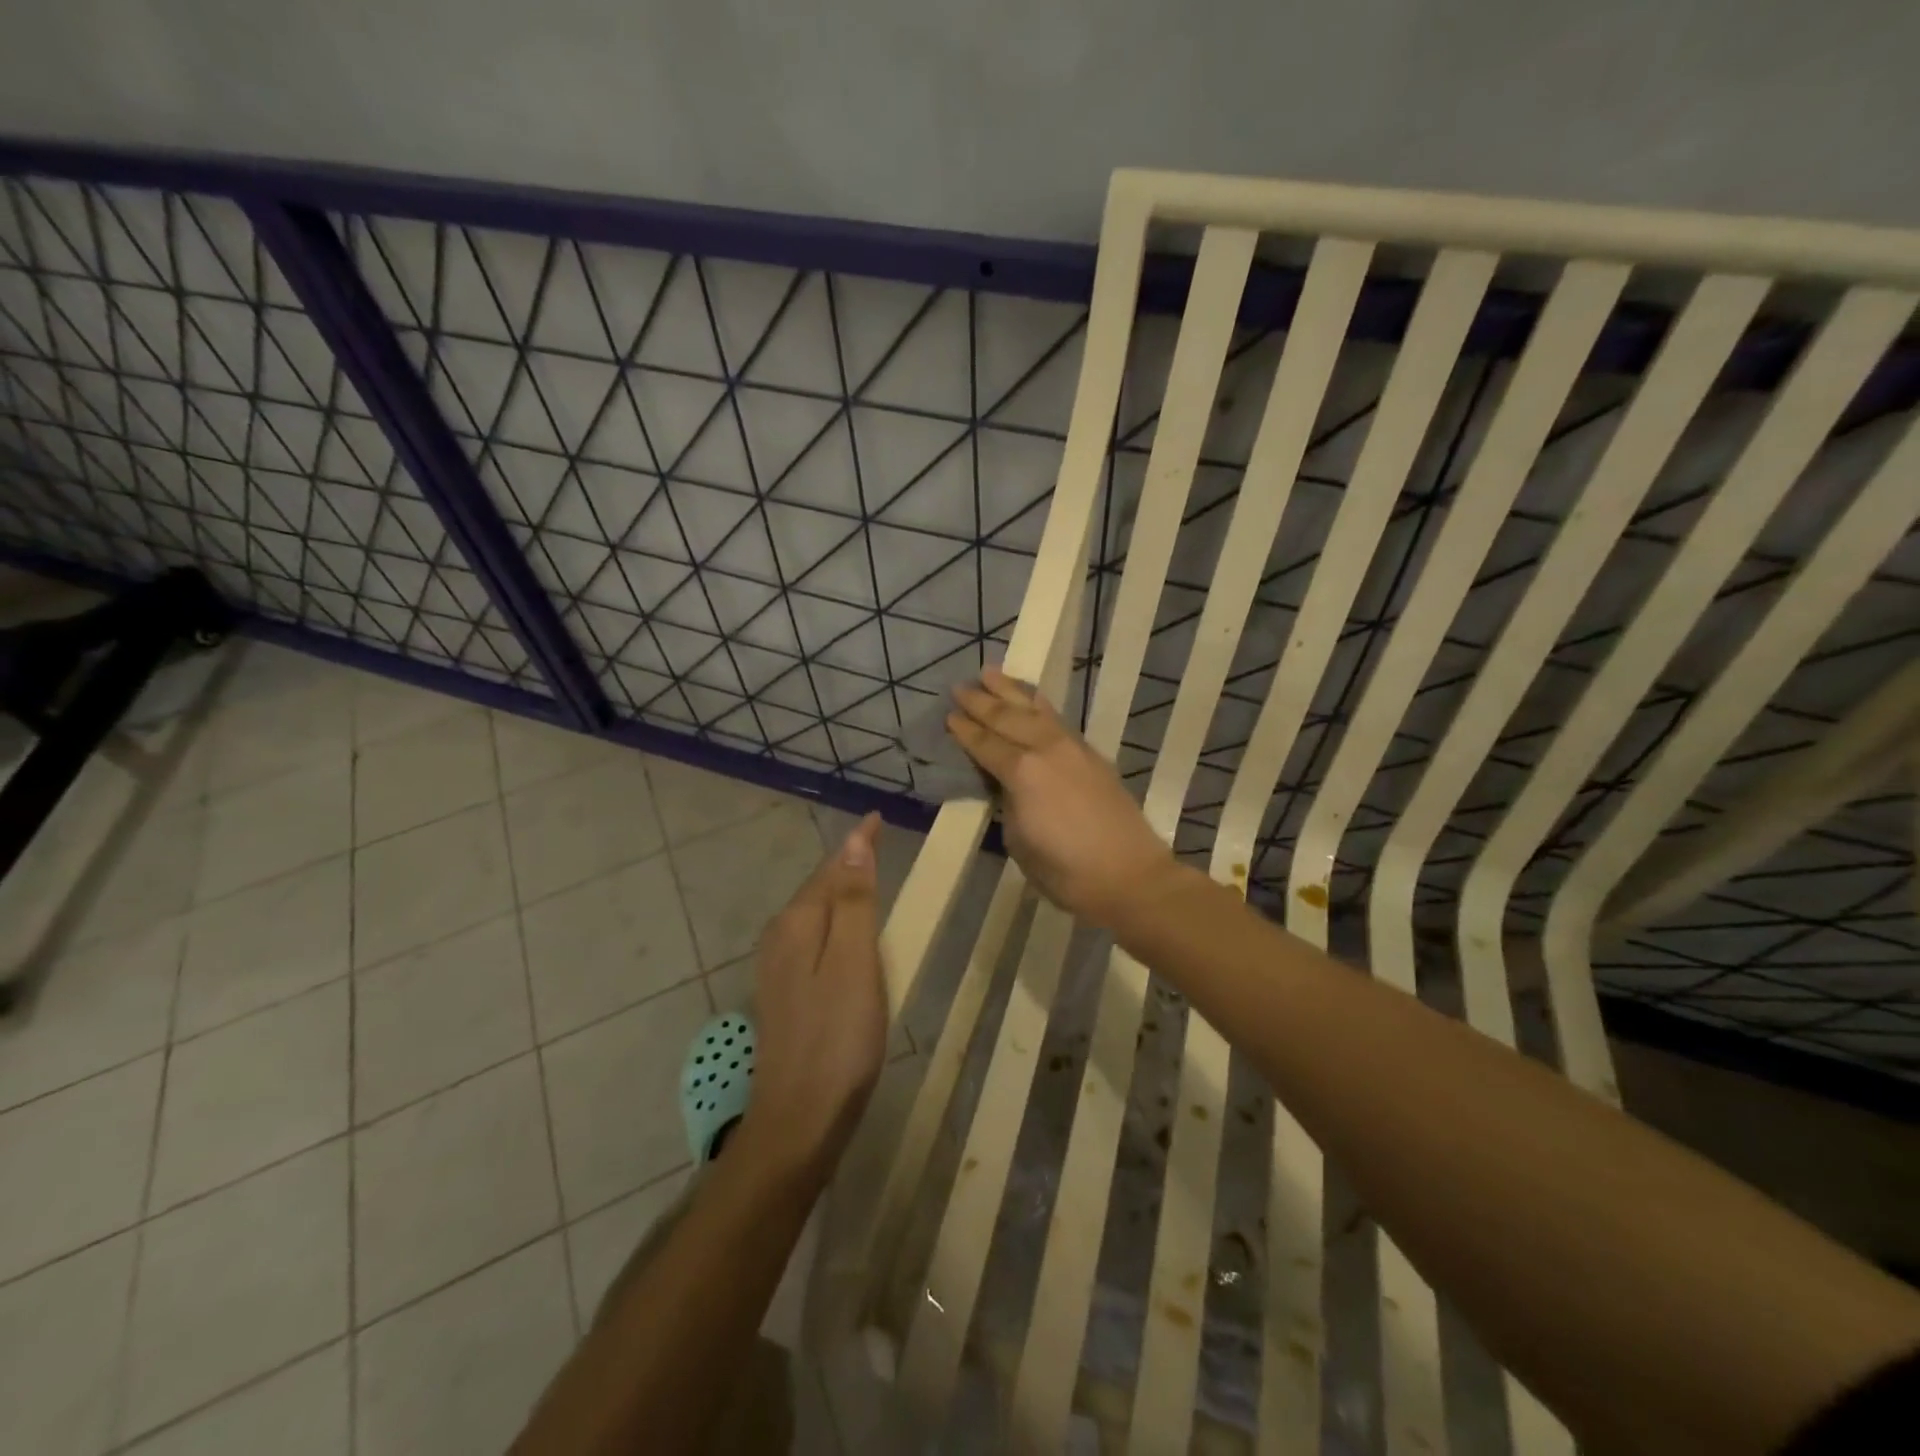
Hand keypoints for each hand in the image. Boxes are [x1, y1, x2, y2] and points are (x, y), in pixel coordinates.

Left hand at [740, 813, 887, 1176]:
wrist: (800, 1120)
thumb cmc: (838, 1037)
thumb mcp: (854, 962)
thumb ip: (853, 901)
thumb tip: (853, 842)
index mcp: (797, 923)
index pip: (832, 868)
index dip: (858, 843)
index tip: (879, 818)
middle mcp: (780, 938)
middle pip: (819, 889)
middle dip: (847, 864)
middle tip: (880, 843)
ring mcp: (778, 969)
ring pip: (815, 915)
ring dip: (841, 893)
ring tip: (870, 879)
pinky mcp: (785, 995)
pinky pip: (814, 941)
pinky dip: (836, 925)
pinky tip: (850, 938)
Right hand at [946, 668, 1175, 927]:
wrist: (1131, 876)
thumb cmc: (1067, 871)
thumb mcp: (1019, 842)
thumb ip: (1008, 804)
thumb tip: (1006, 785)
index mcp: (1022, 772)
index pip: (985, 744)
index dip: (965, 731)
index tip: (949, 715)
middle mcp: (1046, 749)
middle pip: (1007, 718)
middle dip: (981, 702)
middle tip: (960, 687)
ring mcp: (1073, 748)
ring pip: (1035, 710)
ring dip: (1011, 691)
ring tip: (991, 672)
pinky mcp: (1092, 755)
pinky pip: (1057, 719)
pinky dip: (1039, 705)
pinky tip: (1032, 701)